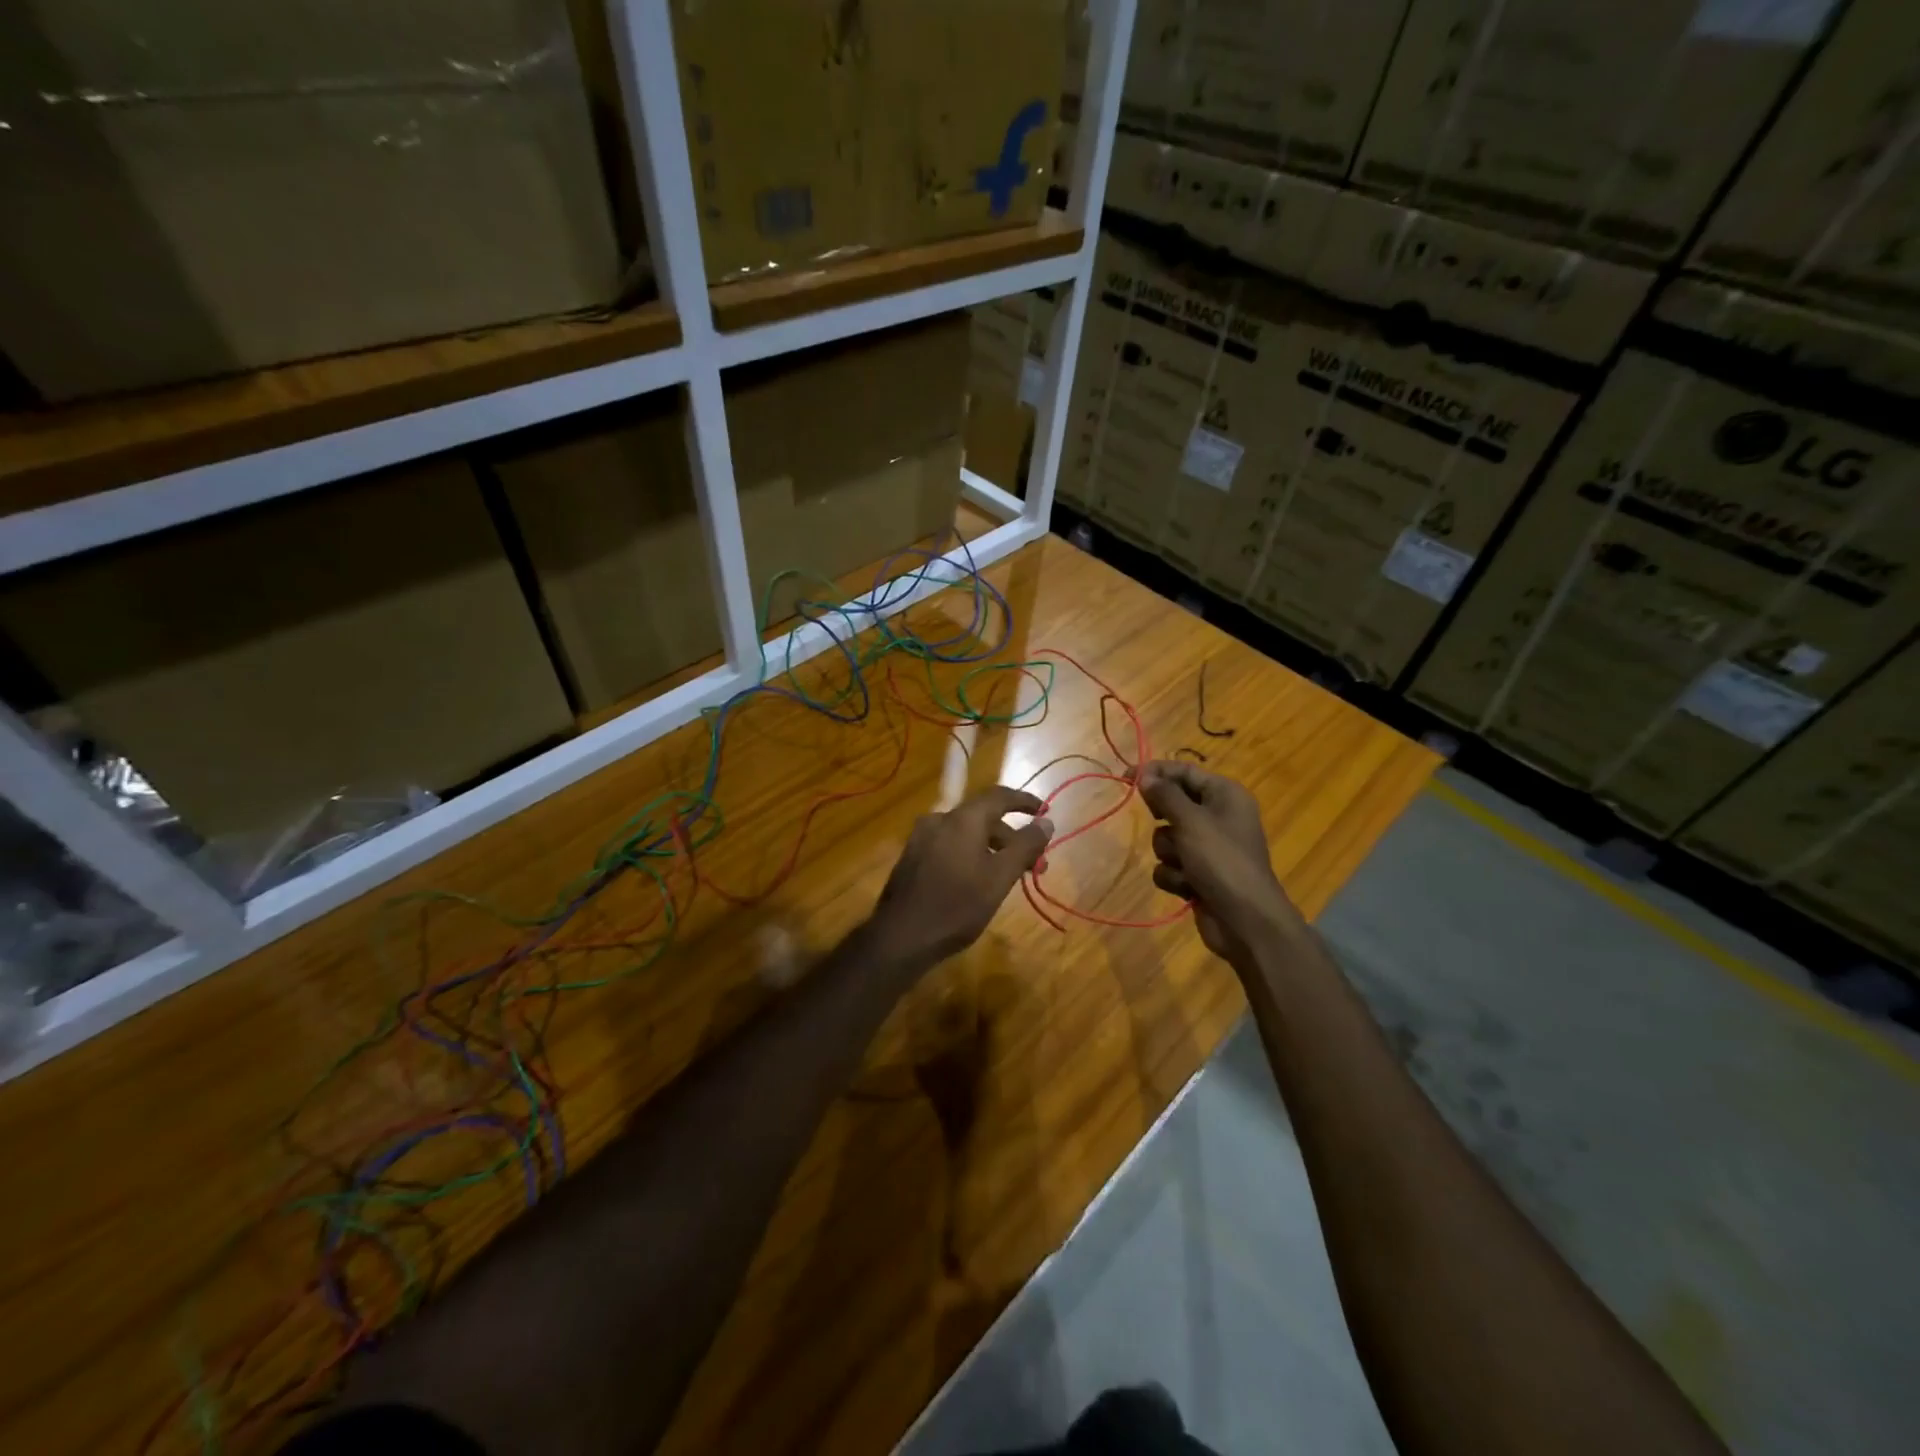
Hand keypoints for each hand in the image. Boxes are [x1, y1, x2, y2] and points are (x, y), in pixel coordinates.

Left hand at [868, 786, 1054, 967]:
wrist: (900, 937)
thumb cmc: (957, 906)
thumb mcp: (1000, 877)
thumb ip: (1025, 846)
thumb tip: (1046, 822)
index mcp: (962, 818)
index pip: (999, 796)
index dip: (1025, 801)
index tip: (1045, 812)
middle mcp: (939, 819)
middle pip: (983, 817)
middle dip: (1012, 837)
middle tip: (1035, 863)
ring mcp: (921, 838)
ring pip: (966, 833)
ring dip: (992, 848)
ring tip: (1009, 875)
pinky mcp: (912, 857)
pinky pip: (950, 845)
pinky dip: (971, 854)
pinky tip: (979, 880)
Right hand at [1137, 760, 1300, 963]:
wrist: (1246, 920)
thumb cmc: (1222, 861)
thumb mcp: (1191, 821)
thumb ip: (1165, 795)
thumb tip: (1145, 775)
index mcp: (1225, 795)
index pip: (1184, 771)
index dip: (1155, 772)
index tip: (1125, 776)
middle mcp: (1217, 817)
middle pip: (1172, 804)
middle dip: (1164, 820)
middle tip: (1162, 822)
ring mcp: (1207, 848)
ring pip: (1166, 837)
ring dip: (1170, 853)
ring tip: (1186, 865)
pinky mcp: (1197, 874)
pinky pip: (1169, 864)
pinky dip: (1174, 875)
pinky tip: (1188, 887)